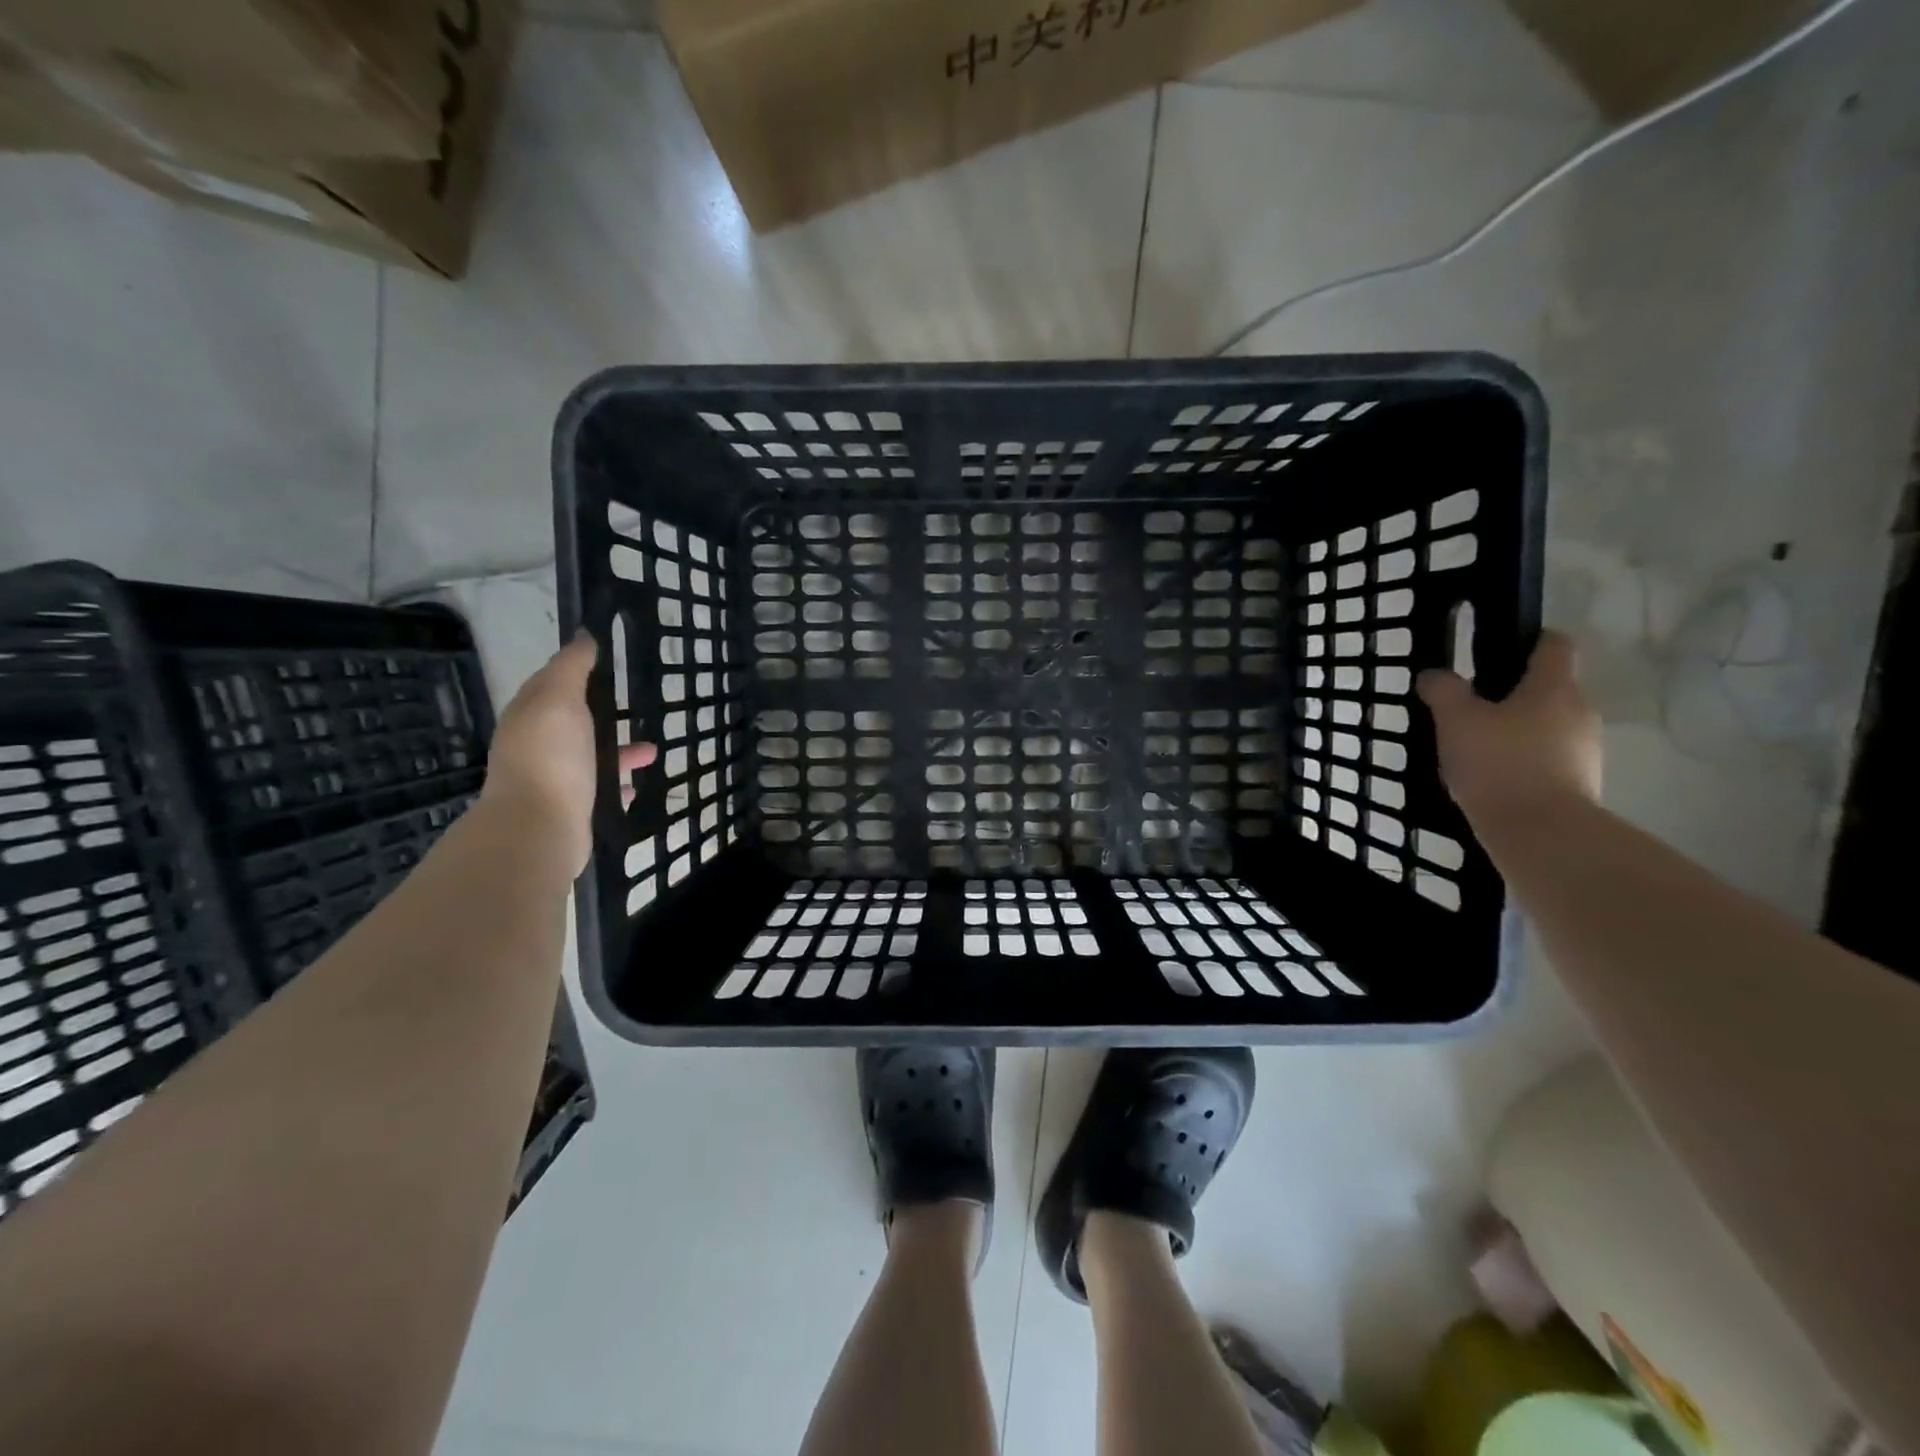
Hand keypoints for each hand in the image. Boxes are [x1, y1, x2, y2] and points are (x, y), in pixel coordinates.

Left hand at [481, 633, 655, 874]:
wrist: (540, 828)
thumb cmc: (552, 756)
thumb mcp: (560, 699)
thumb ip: (572, 667)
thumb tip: (583, 635)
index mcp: (529, 715)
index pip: (550, 683)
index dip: (576, 670)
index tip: (607, 661)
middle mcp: (535, 745)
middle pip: (572, 721)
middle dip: (601, 712)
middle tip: (633, 705)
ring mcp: (552, 779)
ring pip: (589, 756)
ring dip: (618, 750)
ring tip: (652, 751)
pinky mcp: (570, 808)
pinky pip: (598, 789)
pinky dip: (616, 783)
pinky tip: (635, 786)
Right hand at [1417, 631, 1600, 824]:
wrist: (1541, 832)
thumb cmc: (1499, 763)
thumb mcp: (1455, 720)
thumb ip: (1443, 691)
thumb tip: (1434, 675)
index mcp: (1554, 687)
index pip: (1554, 644)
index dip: (1528, 640)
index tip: (1497, 650)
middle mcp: (1580, 711)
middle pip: (1549, 688)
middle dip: (1514, 694)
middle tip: (1470, 708)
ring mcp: (1586, 750)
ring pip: (1548, 726)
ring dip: (1517, 730)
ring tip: (1476, 748)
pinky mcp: (1581, 783)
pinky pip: (1549, 759)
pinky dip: (1523, 761)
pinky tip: (1492, 778)